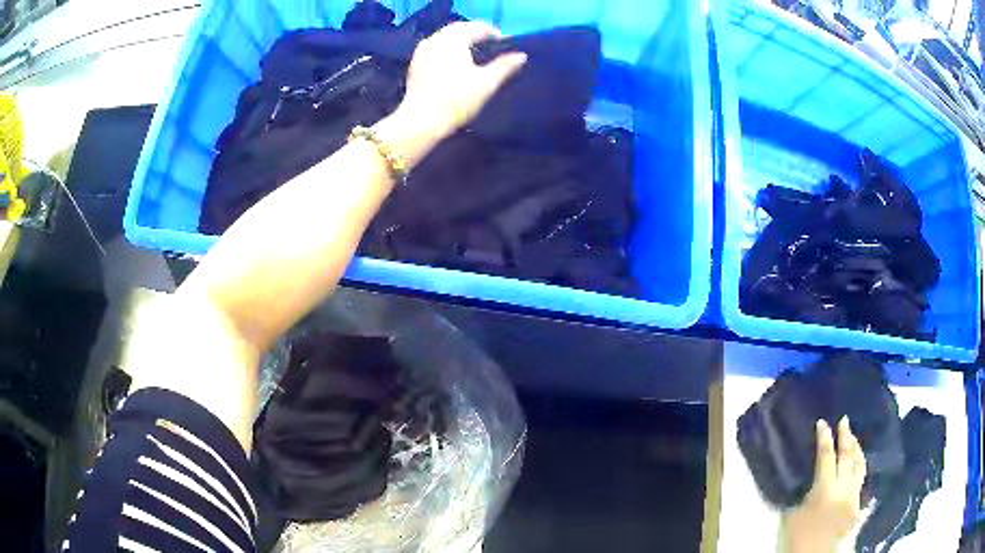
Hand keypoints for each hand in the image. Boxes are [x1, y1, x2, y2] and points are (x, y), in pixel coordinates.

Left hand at [399, 21, 526, 141]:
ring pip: (445, 36)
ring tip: (474, 52)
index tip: (505, 43)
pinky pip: (434, 46)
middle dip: (476, 33)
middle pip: (460, 28)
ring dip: (461, 39)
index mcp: (455, 39)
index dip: (494, 33)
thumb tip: (521, 56)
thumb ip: (505, 66)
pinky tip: (453, 61)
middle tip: (490, 44)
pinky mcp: (415, 63)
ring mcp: (423, 50)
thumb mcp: (487, 83)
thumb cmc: (456, 99)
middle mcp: (437, 38)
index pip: (479, 27)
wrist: (421, 120)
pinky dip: (447, 48)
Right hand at [786, 417, 866, 552]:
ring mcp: (855, 497)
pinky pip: (863, 484)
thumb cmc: (798, 540)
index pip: (826, 456)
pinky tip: (861, 468)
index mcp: (825, 488)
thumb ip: (800, 495)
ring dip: (857, 450)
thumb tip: (804, 479)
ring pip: (859, 466)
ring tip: (854, 438)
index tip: (822, 422)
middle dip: (845, 436)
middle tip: (844, 420)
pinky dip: (861, 472)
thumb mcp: (791, 518)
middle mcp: (844, 487)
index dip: (824, 438)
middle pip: (847, 456)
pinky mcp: (859, 508)